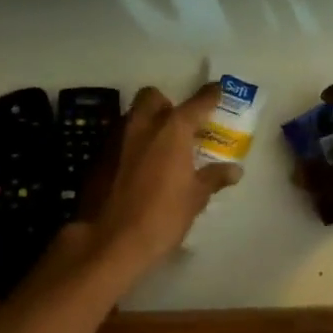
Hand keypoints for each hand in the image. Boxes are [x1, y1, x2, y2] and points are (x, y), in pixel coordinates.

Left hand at [73, 83, 241, 275]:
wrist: (109, 241)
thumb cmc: (161, 217)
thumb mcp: (195, 199)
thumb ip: (213, 178)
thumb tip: (234, 170)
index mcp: (172, 130)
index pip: (197, 102)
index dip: (211, 95)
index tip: (218, 91)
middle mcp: (142, 125)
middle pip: (153, 97)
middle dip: (166, 104)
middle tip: (178, 127)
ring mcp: (115, 138)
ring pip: (132, 117)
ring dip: (146, 124)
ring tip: (158, 149)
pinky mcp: (97, 156)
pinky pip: (118, 139)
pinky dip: (130, 145)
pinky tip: (137, 169)